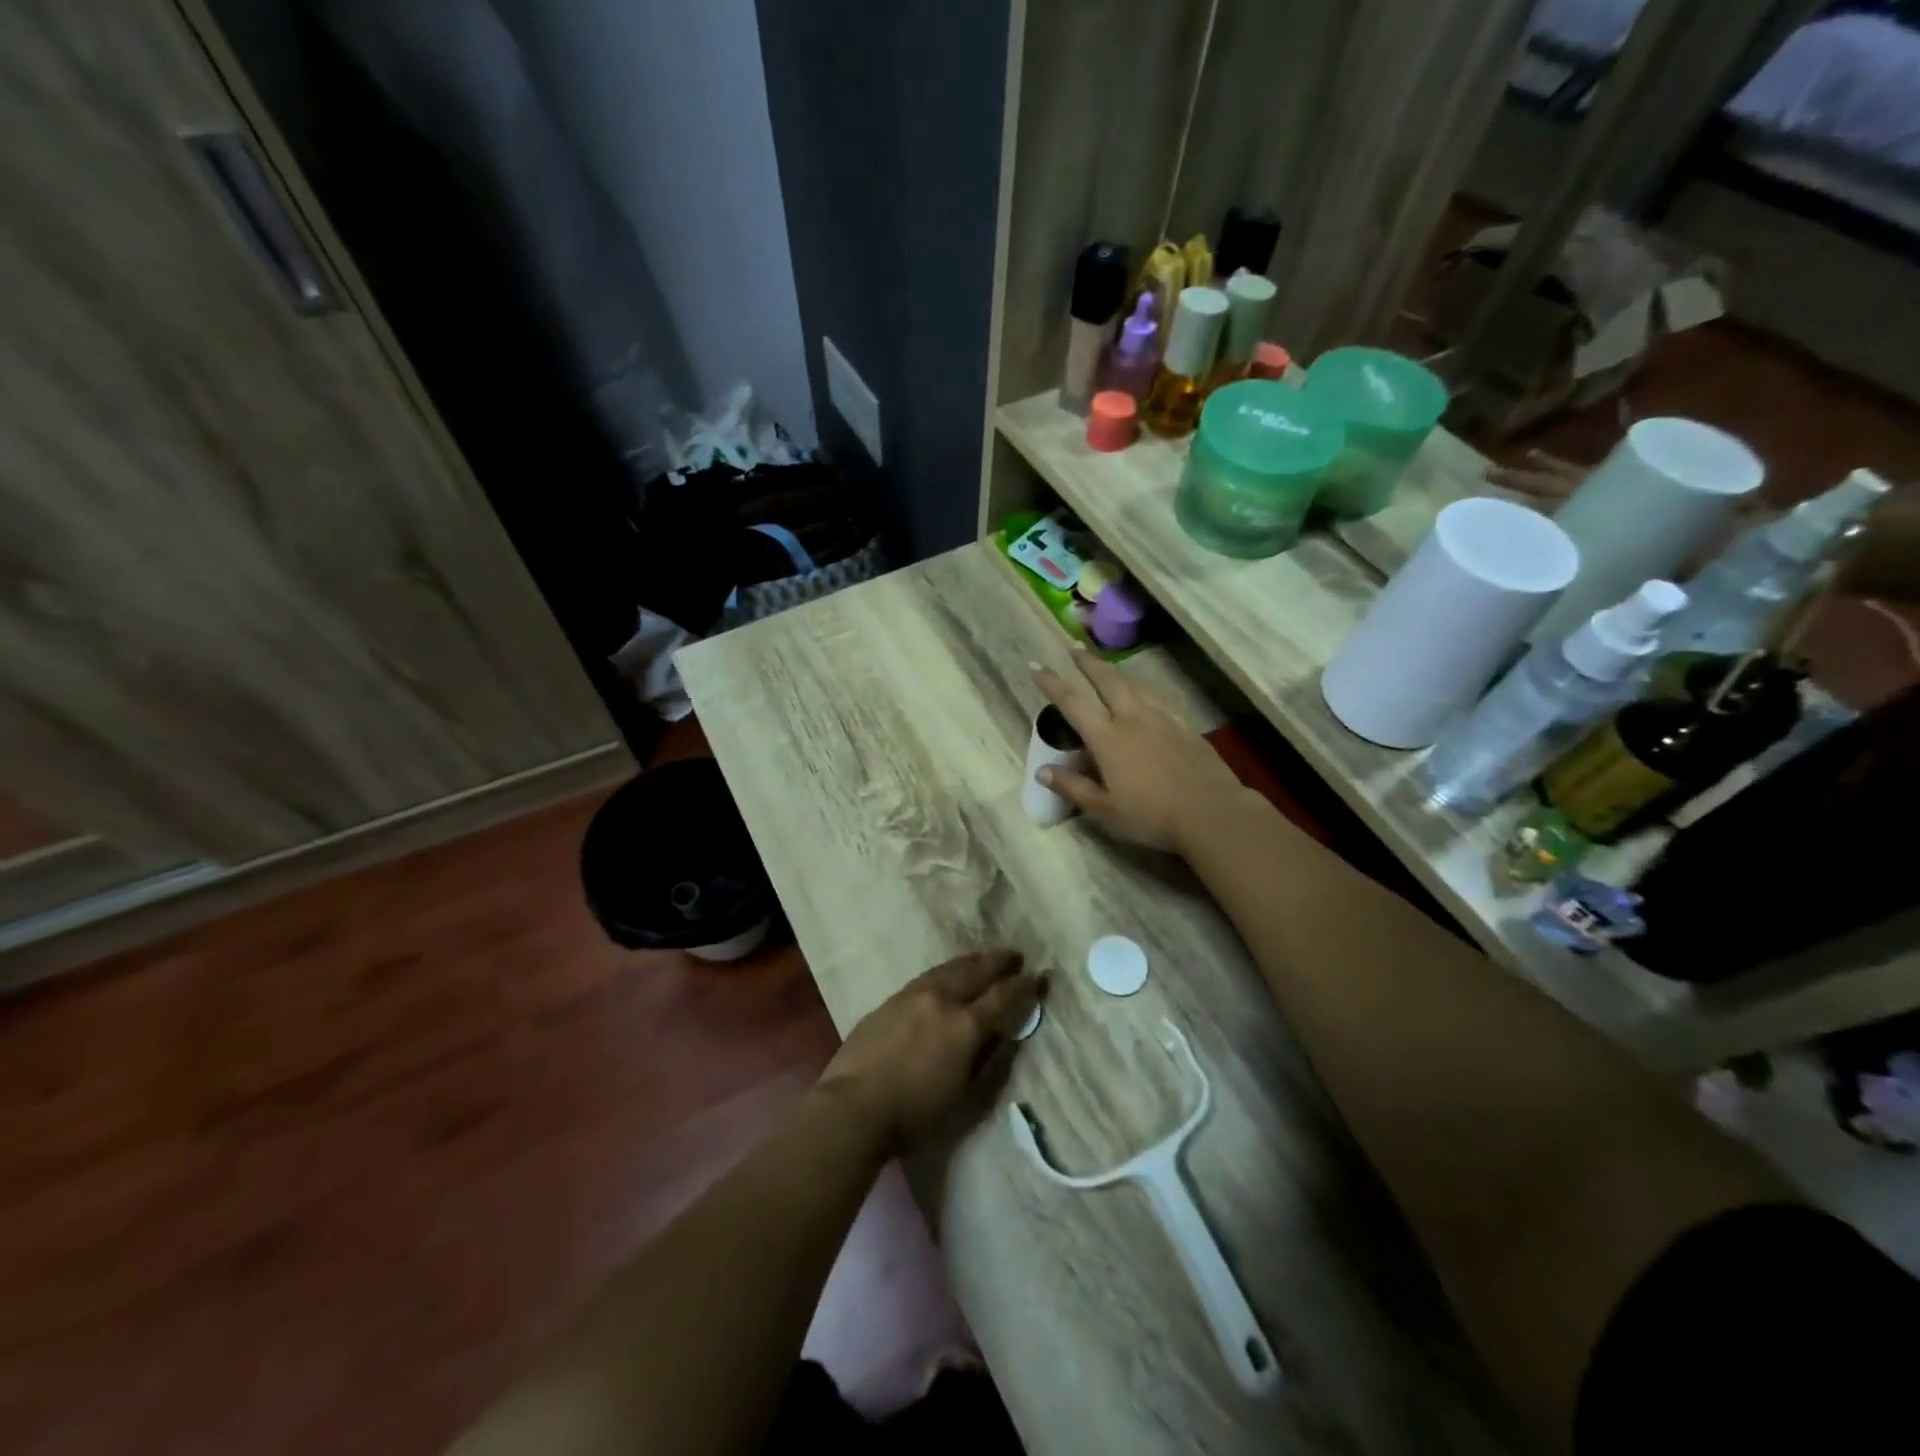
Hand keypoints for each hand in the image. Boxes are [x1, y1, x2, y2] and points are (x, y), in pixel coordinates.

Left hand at [817, 950, 1045, 1153]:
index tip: (1039, 976)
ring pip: (949, 969)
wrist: (854, 1106)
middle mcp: (942, 1000)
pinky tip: (946, 974)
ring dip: (971, 961)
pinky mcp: (891, 1000)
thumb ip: (984, 1059)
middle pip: (975, 972)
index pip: (1002, 998)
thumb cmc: (914, 1113)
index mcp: (965, 1025)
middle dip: (997, 962)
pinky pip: (927, 977)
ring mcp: (913, 995)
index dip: (1023, 987)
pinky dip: (945, 971)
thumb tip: (1001, 1035)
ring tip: (983, 957)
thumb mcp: (961, 1094)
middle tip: (1014, 954)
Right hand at [1032, 649, 1250, 852]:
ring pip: (1134, 685)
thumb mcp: (1105, 809)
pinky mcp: (1184, 727)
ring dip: (1115, 672)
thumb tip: (1043, 771)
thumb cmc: (1152, 815)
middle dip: (1087, 662)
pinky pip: (1157, 700)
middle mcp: (1132, 719)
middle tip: (1074, 648)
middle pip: (1107, 680)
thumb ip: (1073, 787)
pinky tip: (1144, 698)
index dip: (1051, 682)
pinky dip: (1142, 691)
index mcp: (1107, 738)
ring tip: (1106, 667)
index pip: (1072, 702)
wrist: (1212, 812)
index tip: (1036, 665)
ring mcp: (1162, 719)